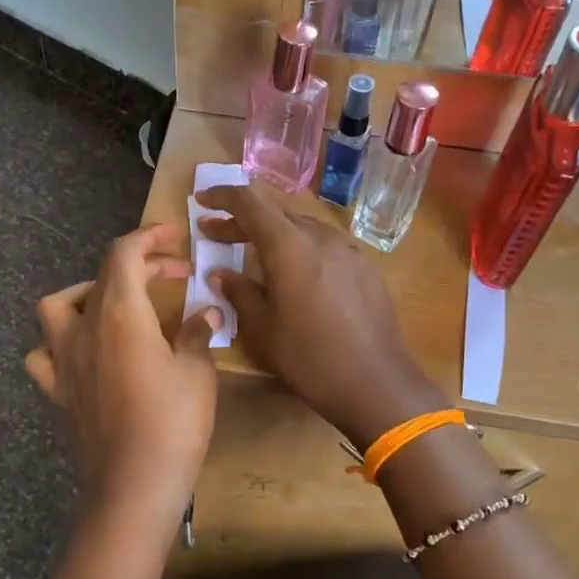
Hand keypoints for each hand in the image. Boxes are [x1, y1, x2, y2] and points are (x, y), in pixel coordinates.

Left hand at [25, 226, 219, 537]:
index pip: (124, 254)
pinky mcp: (58, 392)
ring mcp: (63, 361)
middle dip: (138, 265)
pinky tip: (83, 352)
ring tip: (117, 305)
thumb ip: (196, 335)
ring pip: (57, 308)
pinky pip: (45, 354)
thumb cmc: (173, 423)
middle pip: (101, 276)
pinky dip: (60, 342)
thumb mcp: (197, 372)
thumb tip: (205, 315)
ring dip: (87, 294)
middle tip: (173, 275)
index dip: (148, 237)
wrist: (133, 486)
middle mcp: (83, 328)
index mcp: (119, 313)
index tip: (174, 236)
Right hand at [195, 183, 445, 448]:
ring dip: (273, 234)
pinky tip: (296, 275)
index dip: (222, 196)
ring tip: (255, 256)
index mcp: (289, 246)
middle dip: (243, 219)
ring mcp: (348, 249)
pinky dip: (300, 248)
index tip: (202, 201)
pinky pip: (324, 245)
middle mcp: (320, 236)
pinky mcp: (365, 266)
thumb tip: (220, 274)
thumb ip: (239, 293)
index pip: (250, 202)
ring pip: (302, 227)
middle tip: (217, 235)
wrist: (376, 383)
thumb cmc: (309, 359)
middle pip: (276, 212)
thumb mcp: (262, 330)